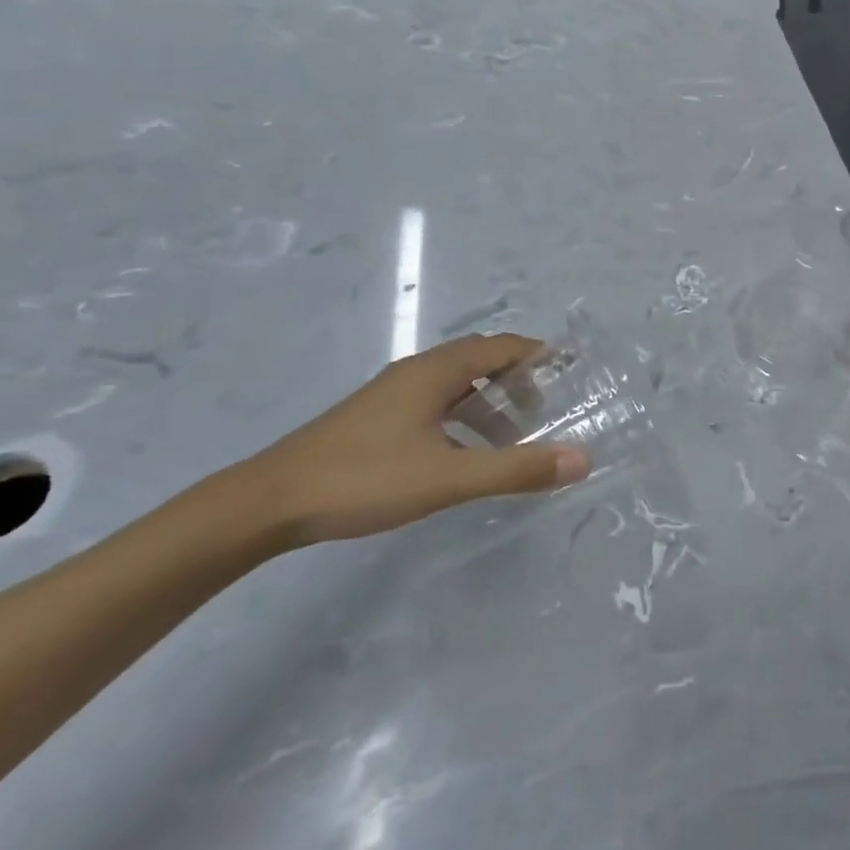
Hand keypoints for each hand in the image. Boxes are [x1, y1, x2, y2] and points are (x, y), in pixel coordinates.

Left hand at [236, 334, 590, 549]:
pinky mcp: (376, 417)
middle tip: (547, 409)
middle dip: (518, 380)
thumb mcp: (448, 477)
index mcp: (435, 371)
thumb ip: (515, 469)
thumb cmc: (363, 479)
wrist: (268, 503)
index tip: (572, 369)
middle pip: (481, 360)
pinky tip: (463, 454)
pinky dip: (463, 417)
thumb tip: (581, 460)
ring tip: (512, 438)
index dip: (539, 354)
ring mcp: (392, 393)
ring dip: (490, 402)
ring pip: (456, 384)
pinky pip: (435, 402)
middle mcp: (416, 371)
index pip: (501, 346)